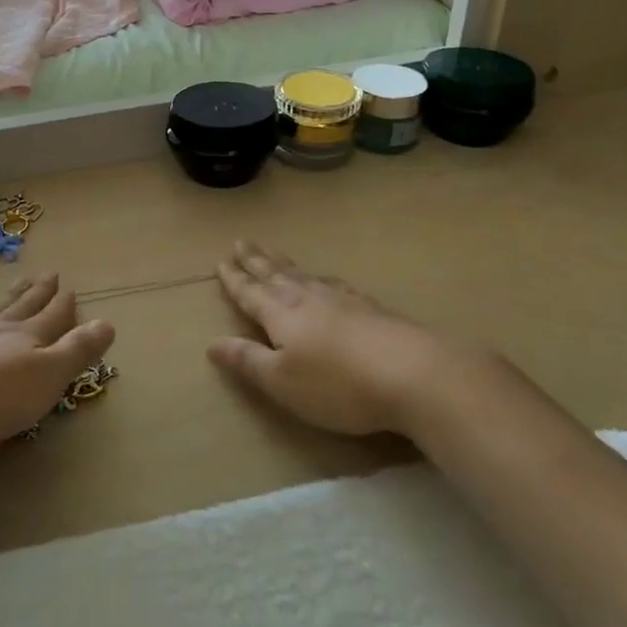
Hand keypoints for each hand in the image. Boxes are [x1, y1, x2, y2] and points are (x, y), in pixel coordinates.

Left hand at [0, 275, 115, 447]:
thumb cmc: (2, 393)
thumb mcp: (51, 374)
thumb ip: (78, 349)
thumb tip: (108, 322)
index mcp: (30, 336)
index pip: (52, 315)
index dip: (63, 303)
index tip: (70, 288)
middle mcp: (2, 328)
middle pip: (24, 305)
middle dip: (39, 291)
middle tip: (48, 273)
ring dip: (9, 296)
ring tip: (17, 283)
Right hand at [208, 240, 469, 436]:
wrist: (414, 374)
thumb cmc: (338, 385)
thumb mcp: (282, 382)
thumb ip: (248, 360)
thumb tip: (212, 342)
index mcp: (281, 314)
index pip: (251, 293)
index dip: (235, 280)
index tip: (221, 262)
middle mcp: (307, 298)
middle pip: (276, 275)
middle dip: (256, 260)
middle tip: (242, 241)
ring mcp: (342, 300)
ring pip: (304, 275)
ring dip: (284, 263)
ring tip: (273, 253)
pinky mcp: (370, 308)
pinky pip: (334, 283)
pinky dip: (319, 276)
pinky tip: (325, 279)